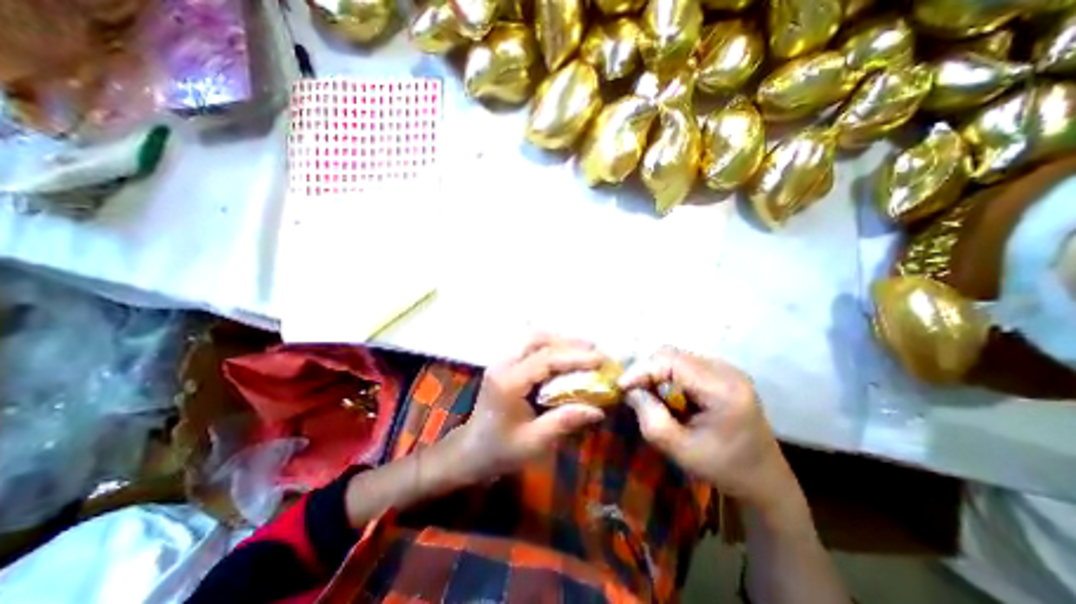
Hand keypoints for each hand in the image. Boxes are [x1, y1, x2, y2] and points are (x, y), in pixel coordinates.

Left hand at [451, 338, 608, 482]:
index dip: (575, 357)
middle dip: (568, 342)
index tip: (600, 359)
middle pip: (537, 339)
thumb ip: (565, 421)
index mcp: (508, 382)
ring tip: (584, 350)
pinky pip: (530, 347)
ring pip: (533, 339)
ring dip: (560, 341)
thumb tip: (598, 409)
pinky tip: (565, 355)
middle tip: (594, 350)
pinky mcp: (505, 364)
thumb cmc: (500, 451)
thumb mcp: (534, 442)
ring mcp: (502, 362)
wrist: (470, 451)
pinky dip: (551, 347)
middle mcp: (503, 365)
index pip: (545, 359)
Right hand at [622, 346, 797, 511]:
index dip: (641, 369)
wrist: (765, 479)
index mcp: (723, 389)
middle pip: (672, 354)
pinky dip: (667, 377)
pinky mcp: (721, 373)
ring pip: (676, 357)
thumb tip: (630, 392)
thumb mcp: (681, 451)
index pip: (671, 360)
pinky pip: (684, 365)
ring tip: (650, 397)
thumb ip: (651, 419)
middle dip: (647, 371)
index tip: (621, 387)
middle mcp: (726, 370)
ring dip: (656, 374)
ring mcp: (726, 369)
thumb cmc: (725, 469)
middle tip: (634, 393)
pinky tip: (668, 397)